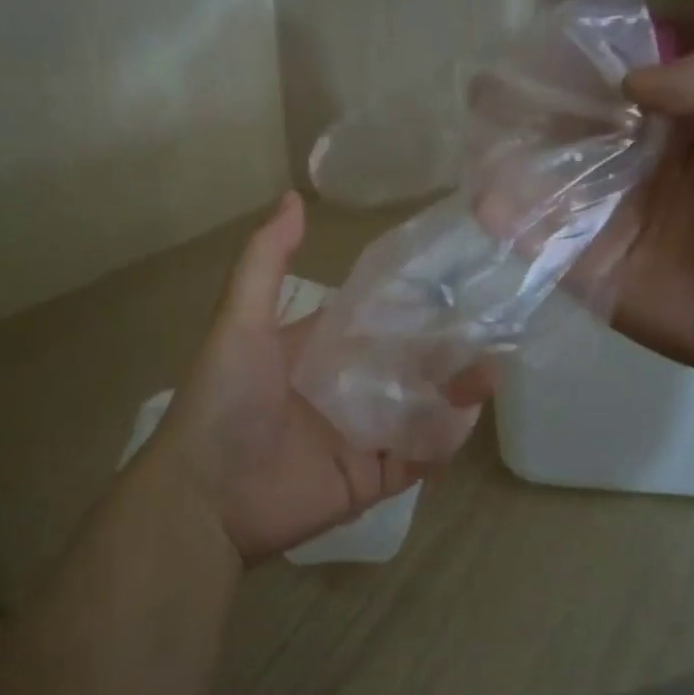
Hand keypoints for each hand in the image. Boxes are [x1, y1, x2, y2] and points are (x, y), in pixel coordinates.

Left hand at [150, 192, 489, 564]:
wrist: (203, 498)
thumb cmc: (223, 402)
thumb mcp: (239, 323)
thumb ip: (265, 262)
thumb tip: (294, 196)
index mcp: (322, 353)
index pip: (379, 322)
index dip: (415, 304)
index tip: (460, 282)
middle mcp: (347, 391)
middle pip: (409, 366)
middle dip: (449, 351)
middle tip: (491, 331)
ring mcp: (362, 437)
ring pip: (423, 410)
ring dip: (457, 393)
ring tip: (488, 373)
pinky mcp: (372, 480)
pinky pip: (418, 459)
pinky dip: (443, 442)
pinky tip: (464, 419)